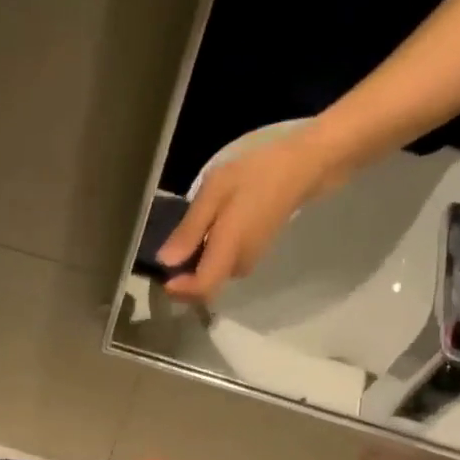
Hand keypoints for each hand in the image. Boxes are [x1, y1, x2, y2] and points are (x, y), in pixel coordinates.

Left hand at [157, 132, 335, 302]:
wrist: (300, 169)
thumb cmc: (255, 175)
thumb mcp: (214, 193)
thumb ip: (190, 229)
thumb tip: (165, 262)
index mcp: (229, 250)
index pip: (202, 289)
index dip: (178, 290)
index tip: (159, 275)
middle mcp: (239, 264)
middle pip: (204, 288)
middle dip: (180, 279)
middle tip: (162, 254)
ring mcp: (248, 261)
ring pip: (211, 277)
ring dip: (191, 267)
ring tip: (178, 241)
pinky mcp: (251, 254)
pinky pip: (220, 266)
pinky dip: (204, 258)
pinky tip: (198, 235)